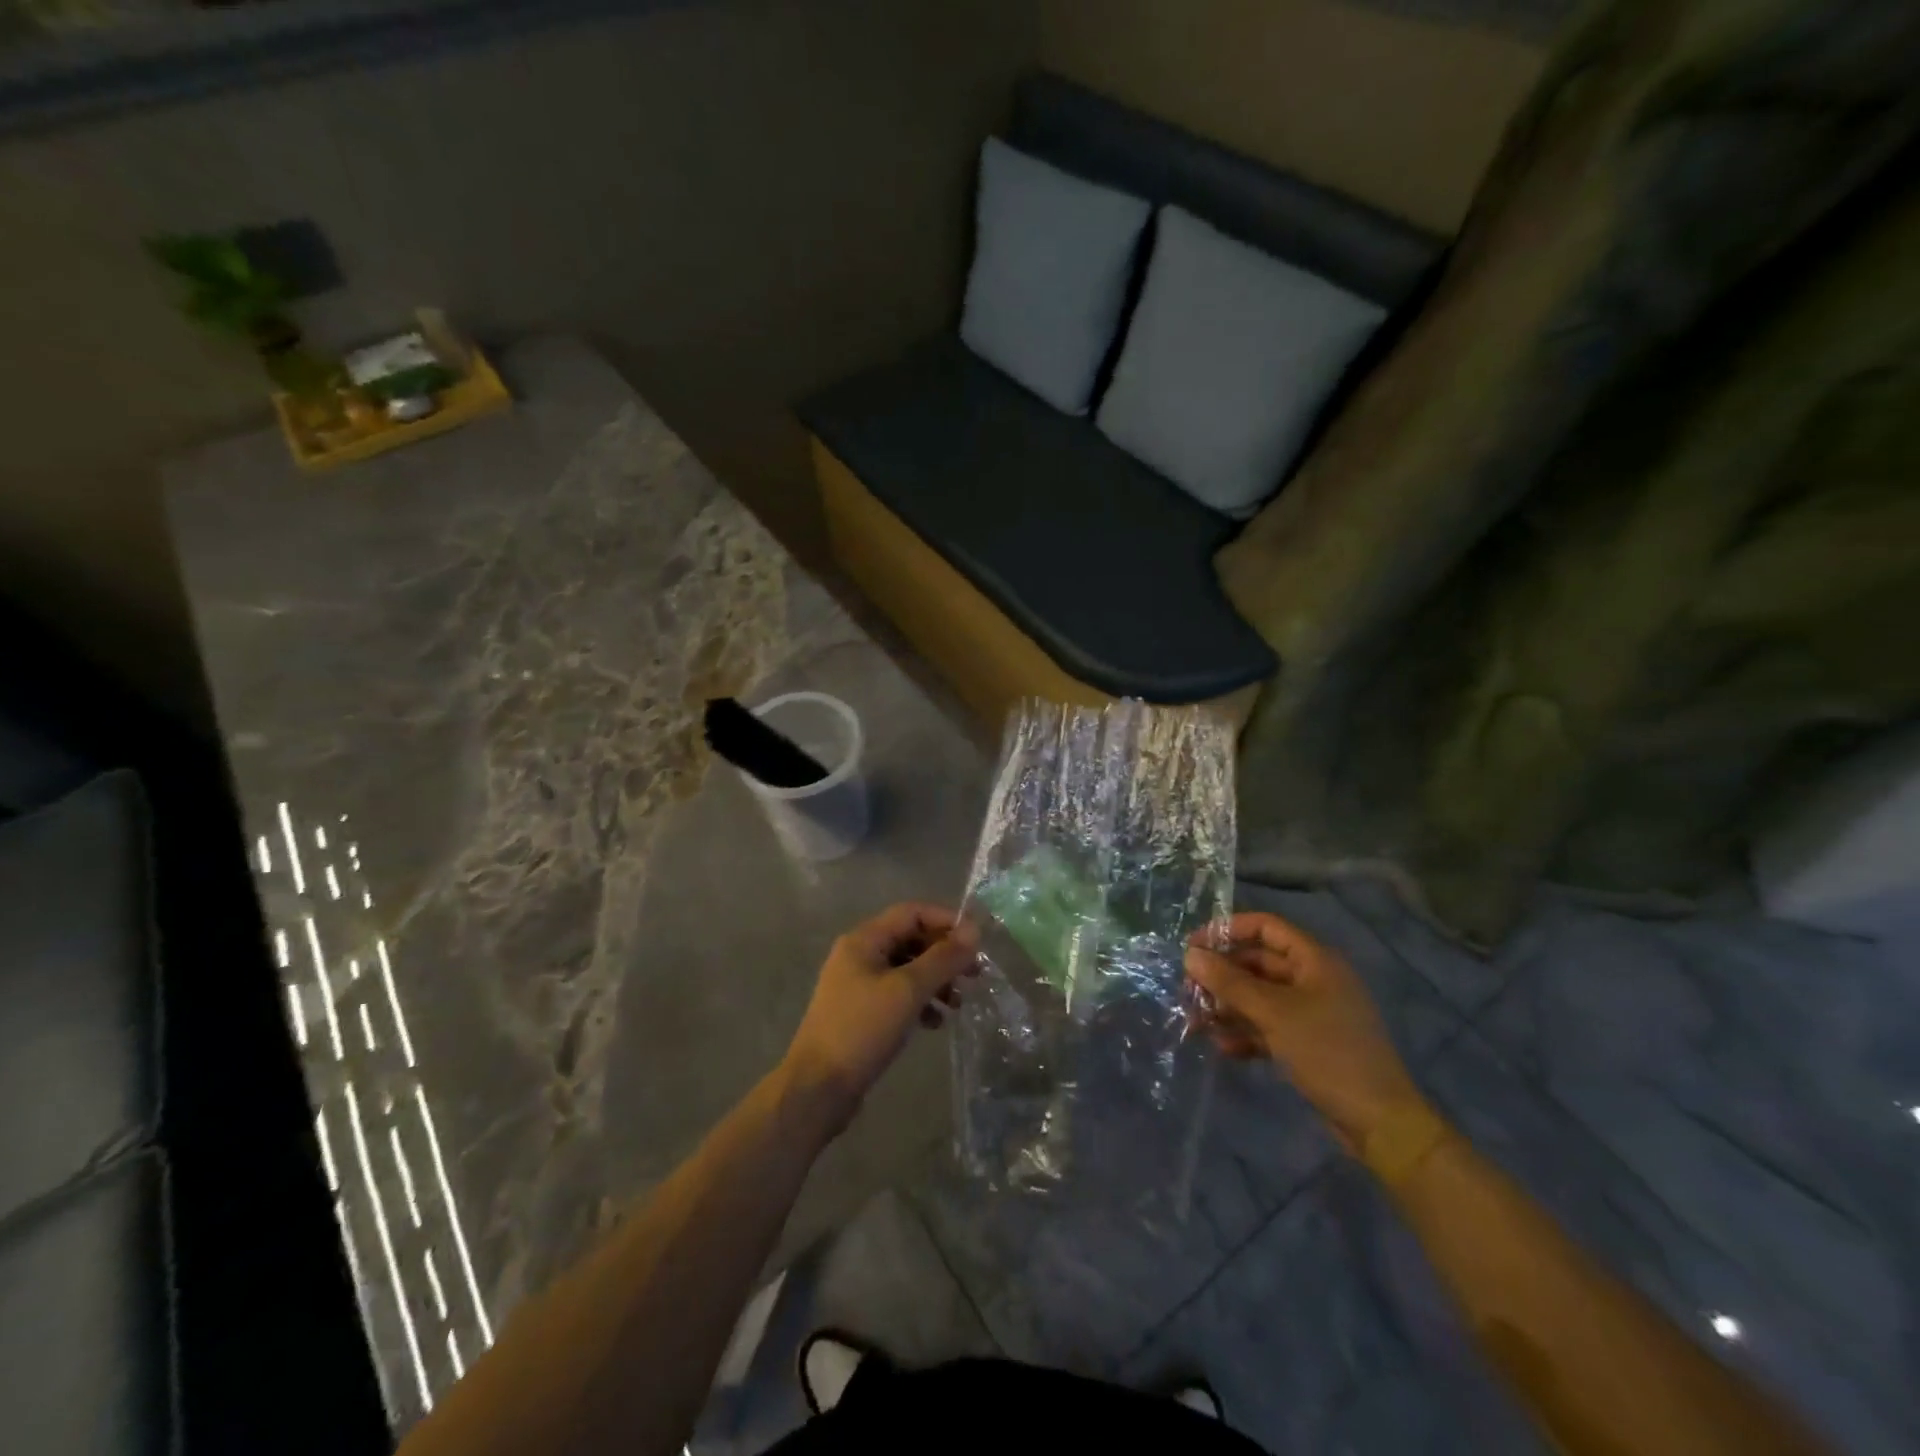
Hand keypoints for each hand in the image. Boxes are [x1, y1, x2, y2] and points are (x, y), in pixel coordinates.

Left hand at [782, 903, 977, 1127]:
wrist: (818, 1087)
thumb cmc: (862, 1029)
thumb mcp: (908, 990)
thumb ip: (942, 959)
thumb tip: (973, 932)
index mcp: (864, 940)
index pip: (912, 912)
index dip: (946, 921)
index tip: (977, 942)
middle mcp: (859, 955)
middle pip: (910, 939)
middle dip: (944, 954)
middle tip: (974, 975)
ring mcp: (858, 984)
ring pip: (907, 969)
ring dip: (935, 980)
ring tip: (958, 1003)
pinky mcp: (861, 1012)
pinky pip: (898, 995)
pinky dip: (920, 1002)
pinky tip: (935, 1023)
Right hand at [1185, 912, 1426, 1146]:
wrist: (1379, 1123)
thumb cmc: (1328, 1052)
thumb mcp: (1274, 1013)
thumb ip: (1230, 982)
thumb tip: (1190, 955)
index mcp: (1314, 960)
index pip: (1265, 927)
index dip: (1227, 930)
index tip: (1193, 947)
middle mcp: (1312, 979)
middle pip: (1257, 963)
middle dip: (1221, 976)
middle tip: (1188, 991)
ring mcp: (1311, 1013)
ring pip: (1258, 997)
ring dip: (1227, 1006)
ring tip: (1196, 1023)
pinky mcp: (1307, 1043)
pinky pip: (1267, 1026)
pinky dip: (1244, 1032)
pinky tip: (1222, 1047)